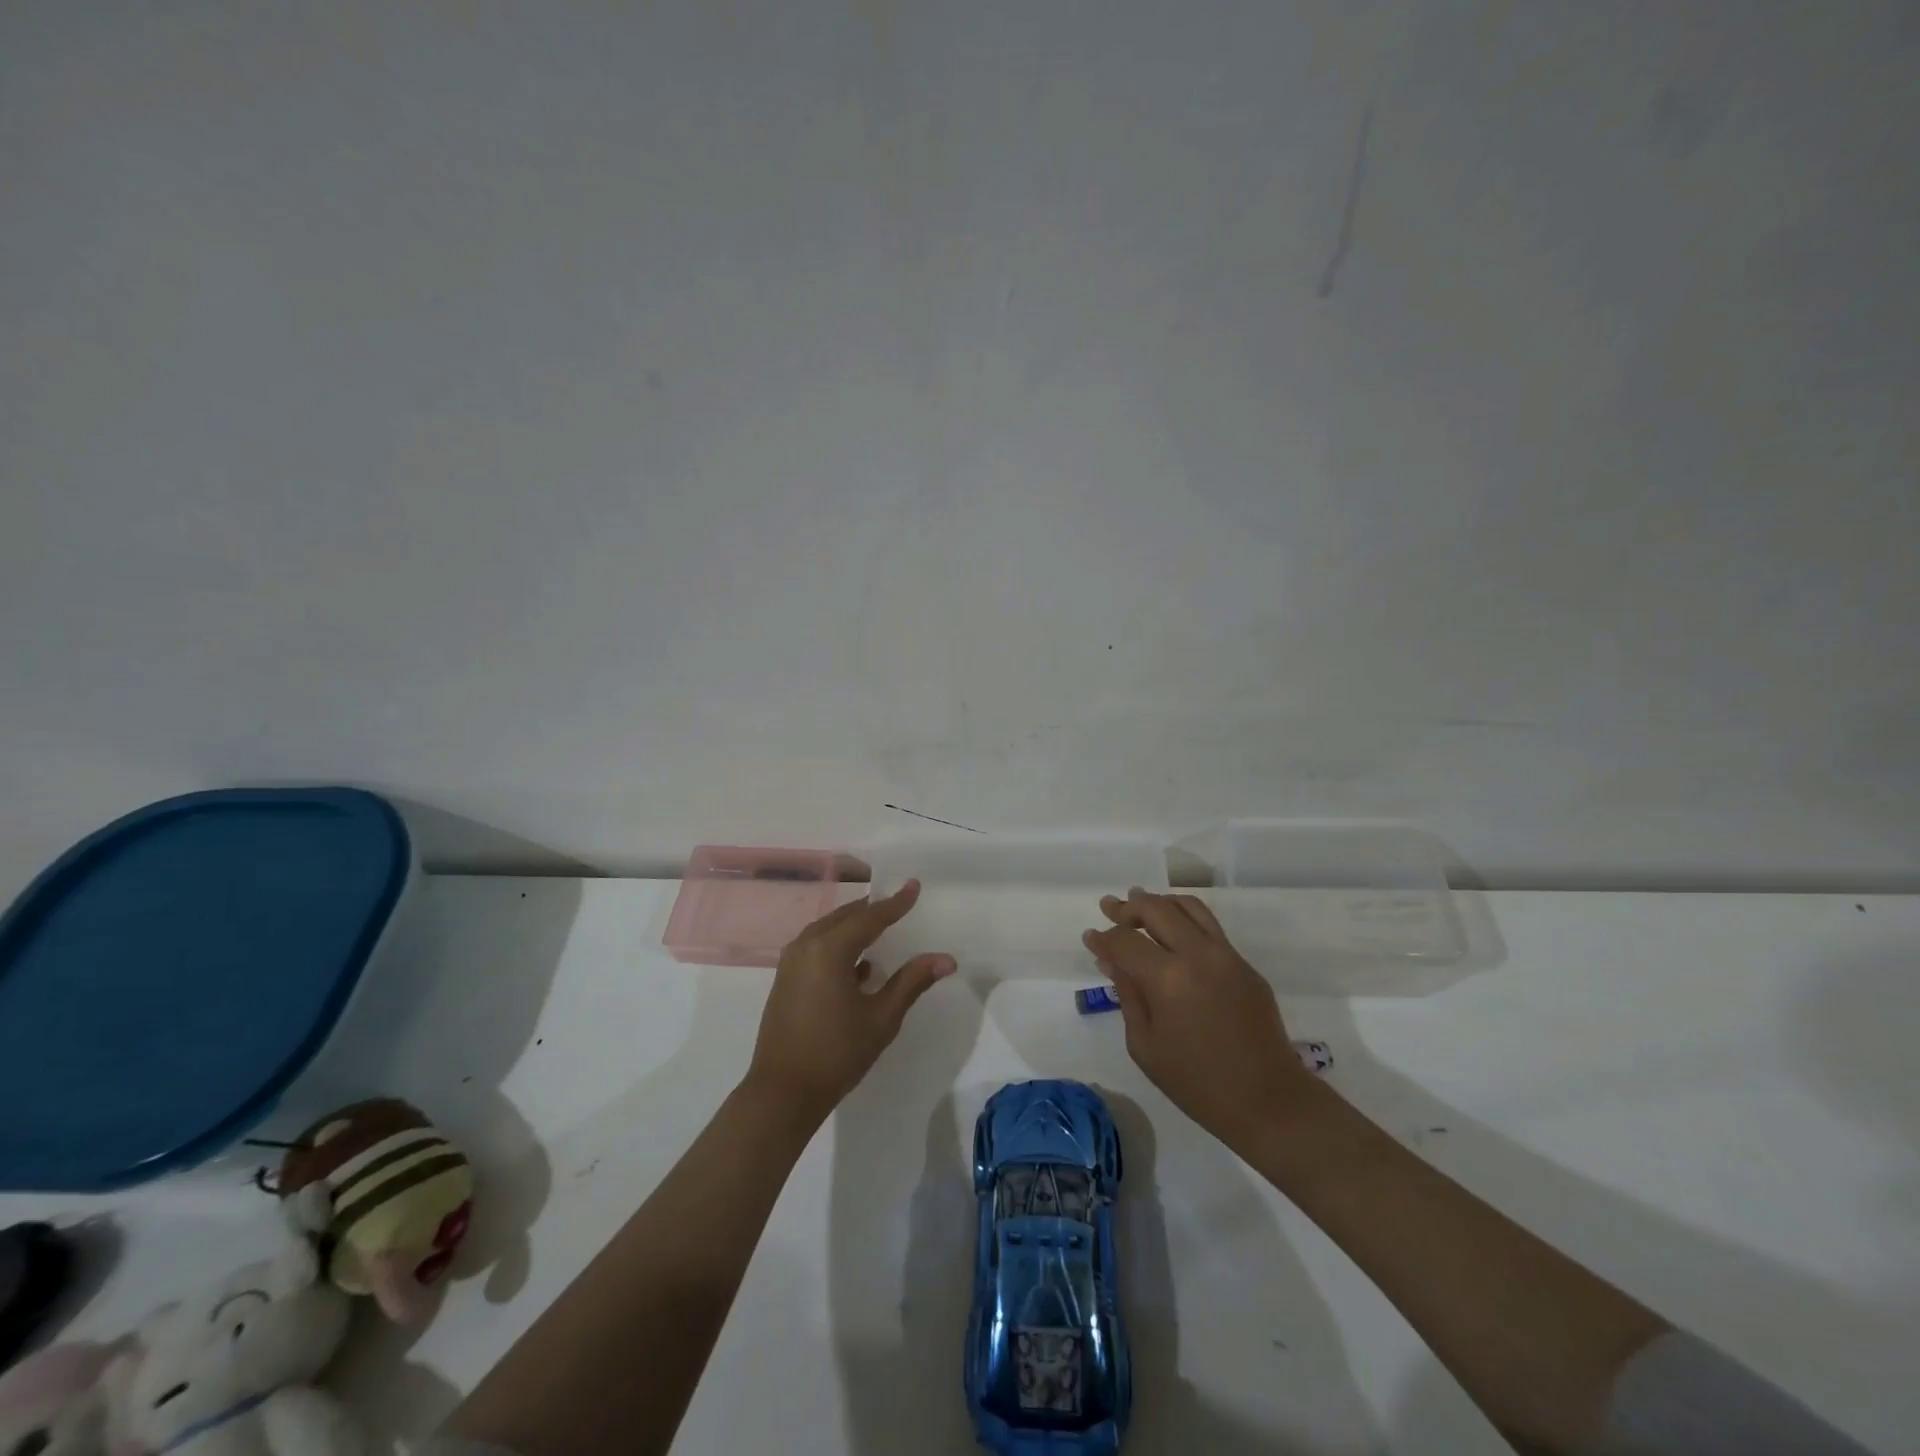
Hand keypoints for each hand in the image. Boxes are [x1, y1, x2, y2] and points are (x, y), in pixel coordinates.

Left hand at [745, 880, 956, 1125]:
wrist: (782, 1093)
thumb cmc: (837, 1053)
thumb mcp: (882, 1018)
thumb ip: (912, 982)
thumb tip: (946, 959)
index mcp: (829, 949)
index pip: (870, 917)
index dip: (895, 903)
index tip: (914, 886)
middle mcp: (806, 945)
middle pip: (846, 917)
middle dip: (873, 910)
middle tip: (899, 903)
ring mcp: (791, 962)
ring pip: (828, 930)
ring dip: (854, 927)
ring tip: (881, 928)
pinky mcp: (786, 979)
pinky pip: (816, 947)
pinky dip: (839, 945)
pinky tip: (859, 965)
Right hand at [1085, 888, 1311, 1150]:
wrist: (1268, 1101)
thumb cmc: (1197, 1083)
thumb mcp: (1145, 1046)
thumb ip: (1128, 995)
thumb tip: (1112, 961)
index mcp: (1168, 980)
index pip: (1125, 941)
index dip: (1104, 937)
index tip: (1090, 938)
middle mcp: (1198, 955)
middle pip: (1156, 909)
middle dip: (1128, 907)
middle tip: (1109, 908)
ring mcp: (1227, 956)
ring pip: (1188, 907)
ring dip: (1159, 902)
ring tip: (1139, 903)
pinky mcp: (1245, 964)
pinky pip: (1210, 927)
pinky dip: (1184, 918)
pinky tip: (1172, 930)